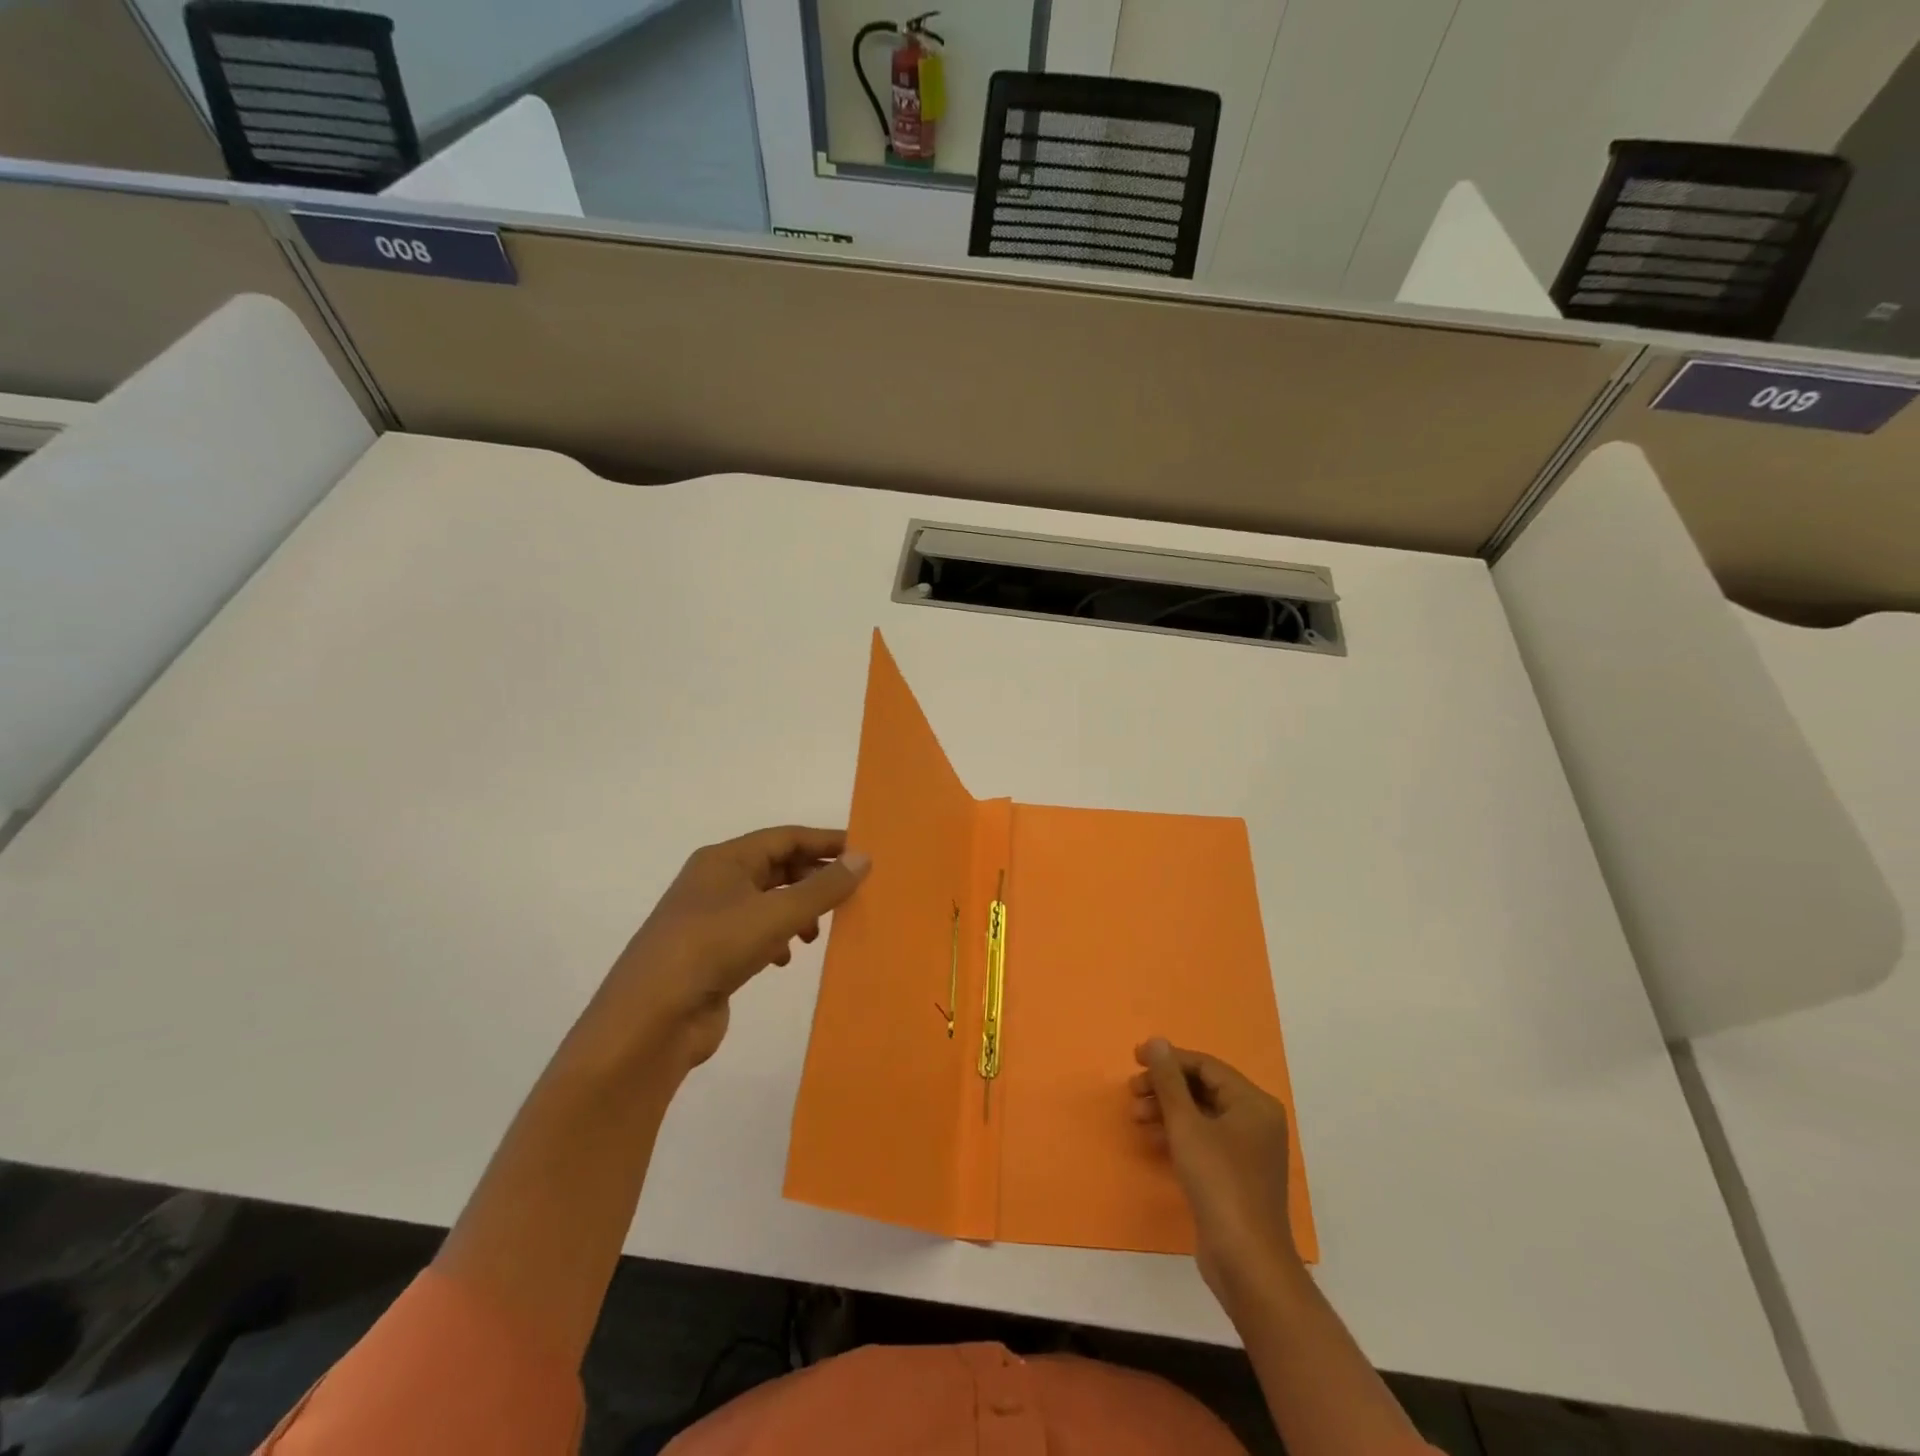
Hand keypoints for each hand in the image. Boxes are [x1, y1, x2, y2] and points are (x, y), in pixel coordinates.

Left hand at [584, 826, 869, 1076]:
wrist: (651, 1019)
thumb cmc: (714, 948)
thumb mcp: (777, 913)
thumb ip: (823, 887)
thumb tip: (864, 858)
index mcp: (725, 859)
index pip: (785, 837)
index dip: (825, 842)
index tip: (863, 852)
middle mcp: (715, 881)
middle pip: (776, 867)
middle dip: (813, 879)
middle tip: (850, 894)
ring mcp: (709, 918)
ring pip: (766, 901)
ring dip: (797, 911)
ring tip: (817, 933)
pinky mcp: (709, 954)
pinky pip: (754, 933)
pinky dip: (776, 939)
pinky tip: (785, 959)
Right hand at [1132, 1038, 1300, 1315]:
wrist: (1247, 1262)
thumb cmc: (1219, 1183)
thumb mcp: (1186, 1126)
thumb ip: (1169, 1081)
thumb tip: (1156, 1041)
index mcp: (1253, 1103)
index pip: (1206, 1066)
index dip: (1168, 1059)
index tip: (1134, 1059)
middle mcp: (1255, 1120)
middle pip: (1203, 1088)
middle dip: (1165, 1087)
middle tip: (1132, 1091)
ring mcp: (1248, 1149)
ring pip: (1201, 1114)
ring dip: (1167, 1110)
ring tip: (1136, 1116)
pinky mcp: (1236, 1174)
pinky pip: (1204, 1139)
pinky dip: (1178, 1134)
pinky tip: (1152, 1138)